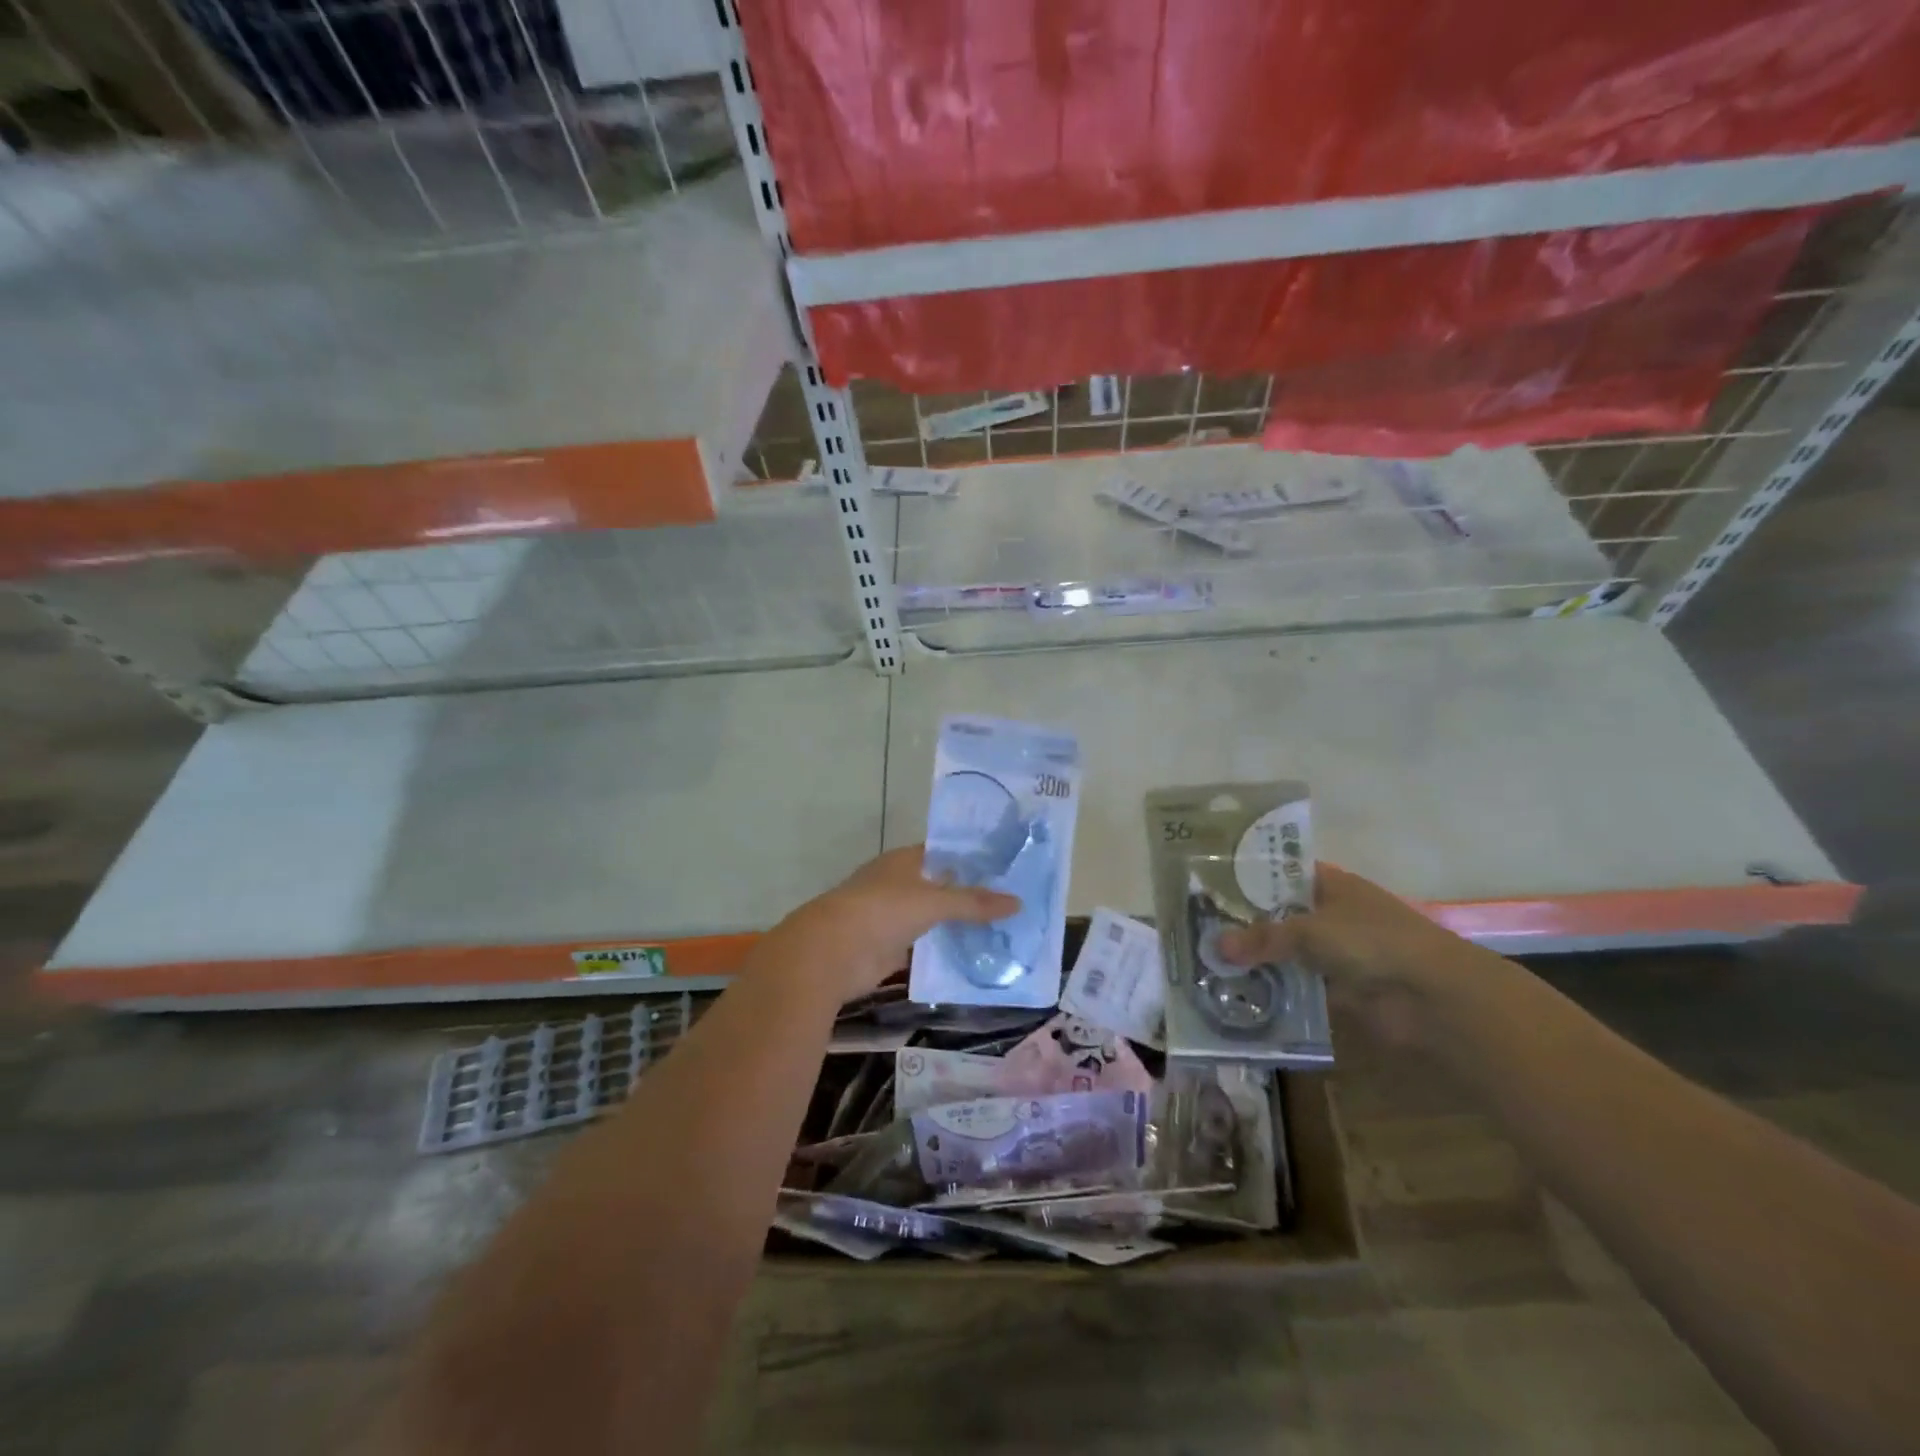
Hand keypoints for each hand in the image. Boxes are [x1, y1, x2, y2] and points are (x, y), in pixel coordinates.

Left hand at [777, 845, 1018, 1000]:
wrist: (831, 954)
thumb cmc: (881, 911)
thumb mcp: (933, 902)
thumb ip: (973, 903)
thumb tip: (1018, 902)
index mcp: (903, 861)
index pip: (943, 853)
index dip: (971, 858)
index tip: (1005, 867)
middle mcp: (898, 884)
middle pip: (940, 887)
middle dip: (970, 895)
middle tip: (1013, 902)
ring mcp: (891, 918)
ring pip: (932, 919)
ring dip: (958, 925)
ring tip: (1002, 931)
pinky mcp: (889, 949)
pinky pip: (924, 947)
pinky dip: (944, 952)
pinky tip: (973, 957)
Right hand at [1218, 864, 1487, 1041]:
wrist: (1434, 998)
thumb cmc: (1373, 942)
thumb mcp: (1310, 931)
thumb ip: (1262, 938)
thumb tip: (1215, 947)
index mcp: (1330, 884)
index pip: (1281, 872)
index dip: (1247, 875)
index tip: (1208, 883)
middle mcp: (1331, 913)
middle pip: (1279, 913)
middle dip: (1243, 922)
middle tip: (1197, 927)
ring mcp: (1335, 952)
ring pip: (1286, 951)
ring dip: (1256, 959)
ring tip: (1207, 961)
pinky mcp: (1338, 988)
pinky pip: (1296, 984)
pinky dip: (1273, 988)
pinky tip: (1237, 992)